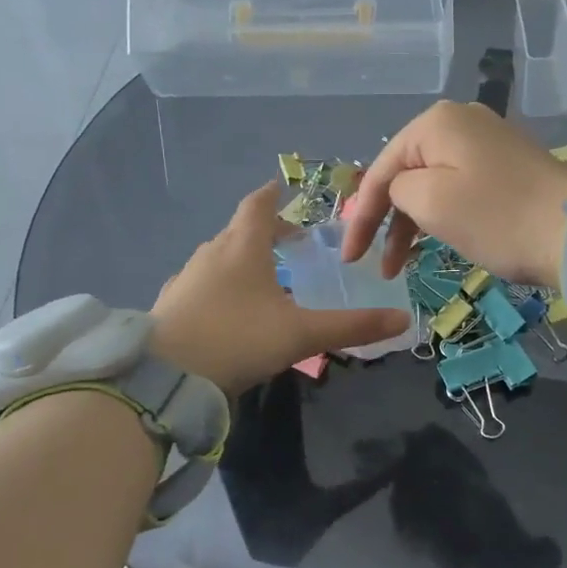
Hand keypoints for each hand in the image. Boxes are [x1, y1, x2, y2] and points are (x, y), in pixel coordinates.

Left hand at [151, 182, 408, 397]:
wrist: (163, 378)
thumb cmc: (237, 340)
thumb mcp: (300, 335)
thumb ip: (351, 327)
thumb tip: (403, 320)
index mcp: (242, 247)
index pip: (258, 205)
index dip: (273, 195)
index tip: (284, 190)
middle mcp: (211, 254)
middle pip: (239, 230)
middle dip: (264, 232)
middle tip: (290, 243)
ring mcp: (185, 279)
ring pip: (218, 257)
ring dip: (242, 259)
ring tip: (265, 278)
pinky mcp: (170, 306)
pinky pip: (201, 283)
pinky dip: (220, 285)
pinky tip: (229, 310)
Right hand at [342, 101, 566, 288]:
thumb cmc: (495, 217)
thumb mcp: (430, 201)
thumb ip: (397, 188)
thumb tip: (404, 190)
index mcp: (436, 122)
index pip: (381, 168)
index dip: (361, 215)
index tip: (350, 257)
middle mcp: (461, 122)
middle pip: (406, 173)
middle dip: (386, 220)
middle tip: (374, 264)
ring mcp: (488, 143)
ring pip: (432, 184)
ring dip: (412, 224)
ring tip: (399, 266)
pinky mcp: (507, 167)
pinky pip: (459, 189)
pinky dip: (441, 217)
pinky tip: (433, 244)